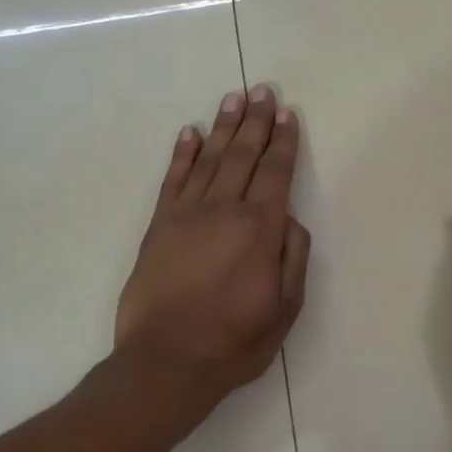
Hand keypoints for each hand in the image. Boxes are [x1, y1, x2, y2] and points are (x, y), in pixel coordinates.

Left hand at [113, 85, 311, 428]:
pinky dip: (182, 154)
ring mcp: (186, 214)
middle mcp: (223, 210)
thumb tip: (289, 219)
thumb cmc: (234, 341)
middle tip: (262, 90)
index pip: (275, 173)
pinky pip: (172, 180)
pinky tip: (189, 133)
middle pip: (242, 156)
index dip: (283, 142)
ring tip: (233, 99)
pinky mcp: (158, 226)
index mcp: (259, 229)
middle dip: (255, 122)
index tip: (287, 114)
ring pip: (209, 160)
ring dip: (222, 127)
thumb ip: (293, 258)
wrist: (166, 361)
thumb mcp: (285, 309)